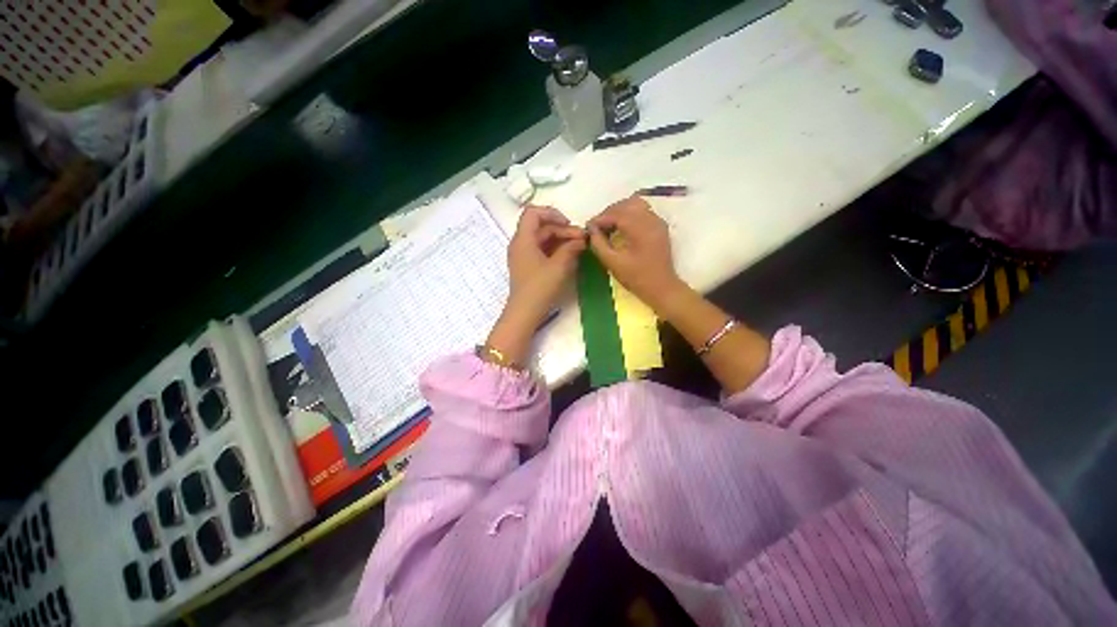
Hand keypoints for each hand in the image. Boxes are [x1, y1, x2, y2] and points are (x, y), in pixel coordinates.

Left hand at [485, 206, 585, 365]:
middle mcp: (520, 244)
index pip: (533, 213)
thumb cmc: (540, 288)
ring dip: (561, 240)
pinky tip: (569, 256)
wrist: (524, 313)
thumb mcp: (559, 266)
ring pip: (542, 239)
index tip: (569, 224)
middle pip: (541, 227)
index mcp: (523, 239)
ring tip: (579, 248)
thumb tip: (581, 239)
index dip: (552, 213)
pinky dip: (555, 250)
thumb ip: (571, 248)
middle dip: (563, 230)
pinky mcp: (528, 266)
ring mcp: (523, 255)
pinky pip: (541, 250)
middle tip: (582, 240)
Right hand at [587, 197, 684, 311]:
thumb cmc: (636, 278)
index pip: (616, 213)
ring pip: (636, 204)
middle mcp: (651, 220)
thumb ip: (599, 244)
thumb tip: (591, 230)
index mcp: (640, 229)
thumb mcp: (613, 263)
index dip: (600, 218)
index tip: (589, 227)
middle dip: (609, 213)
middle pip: (626, 204)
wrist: (662, 287)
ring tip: (609, 226)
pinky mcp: (660, 226)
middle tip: (597, 227)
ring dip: (620, 211)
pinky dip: (630, 214)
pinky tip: (621, 228)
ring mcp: (657, 222)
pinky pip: (643, 211)